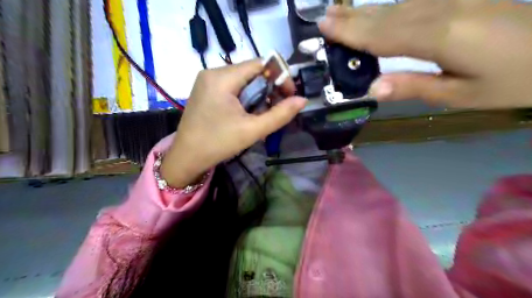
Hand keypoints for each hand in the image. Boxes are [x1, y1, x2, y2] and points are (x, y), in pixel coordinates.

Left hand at [160, 59, 305, 187]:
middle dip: (269, 87)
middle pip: (251, 71)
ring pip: (243, 79)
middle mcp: (213, 72)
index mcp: (222, 77)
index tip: (289, 95)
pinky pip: (233, 87)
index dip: (279, 76)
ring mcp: (207, 81)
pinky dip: (246, 97)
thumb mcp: (252, 130)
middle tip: (278, 108)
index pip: (260, 64)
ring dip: (258, 94)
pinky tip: (248, 113)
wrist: (186, 158)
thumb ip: (280, 115)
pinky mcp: (206, 90)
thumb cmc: (218, 144)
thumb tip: (302, 100)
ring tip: (263, 114)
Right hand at [317, 0, 529, 109]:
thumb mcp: (460, 94)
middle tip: (323, 16)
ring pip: (396, 6)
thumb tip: (373, 89)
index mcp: (439, 37)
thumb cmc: (516, 79)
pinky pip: (413, 2)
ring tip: (340, 12)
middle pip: (385, 16)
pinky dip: (388, 8)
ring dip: (365, 11)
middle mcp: (441, 11)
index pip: (382, 35)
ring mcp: (452, 0)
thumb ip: (414, 88)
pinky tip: (377, 11)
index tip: (324, 26)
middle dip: (352, 17)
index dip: (351, 32)